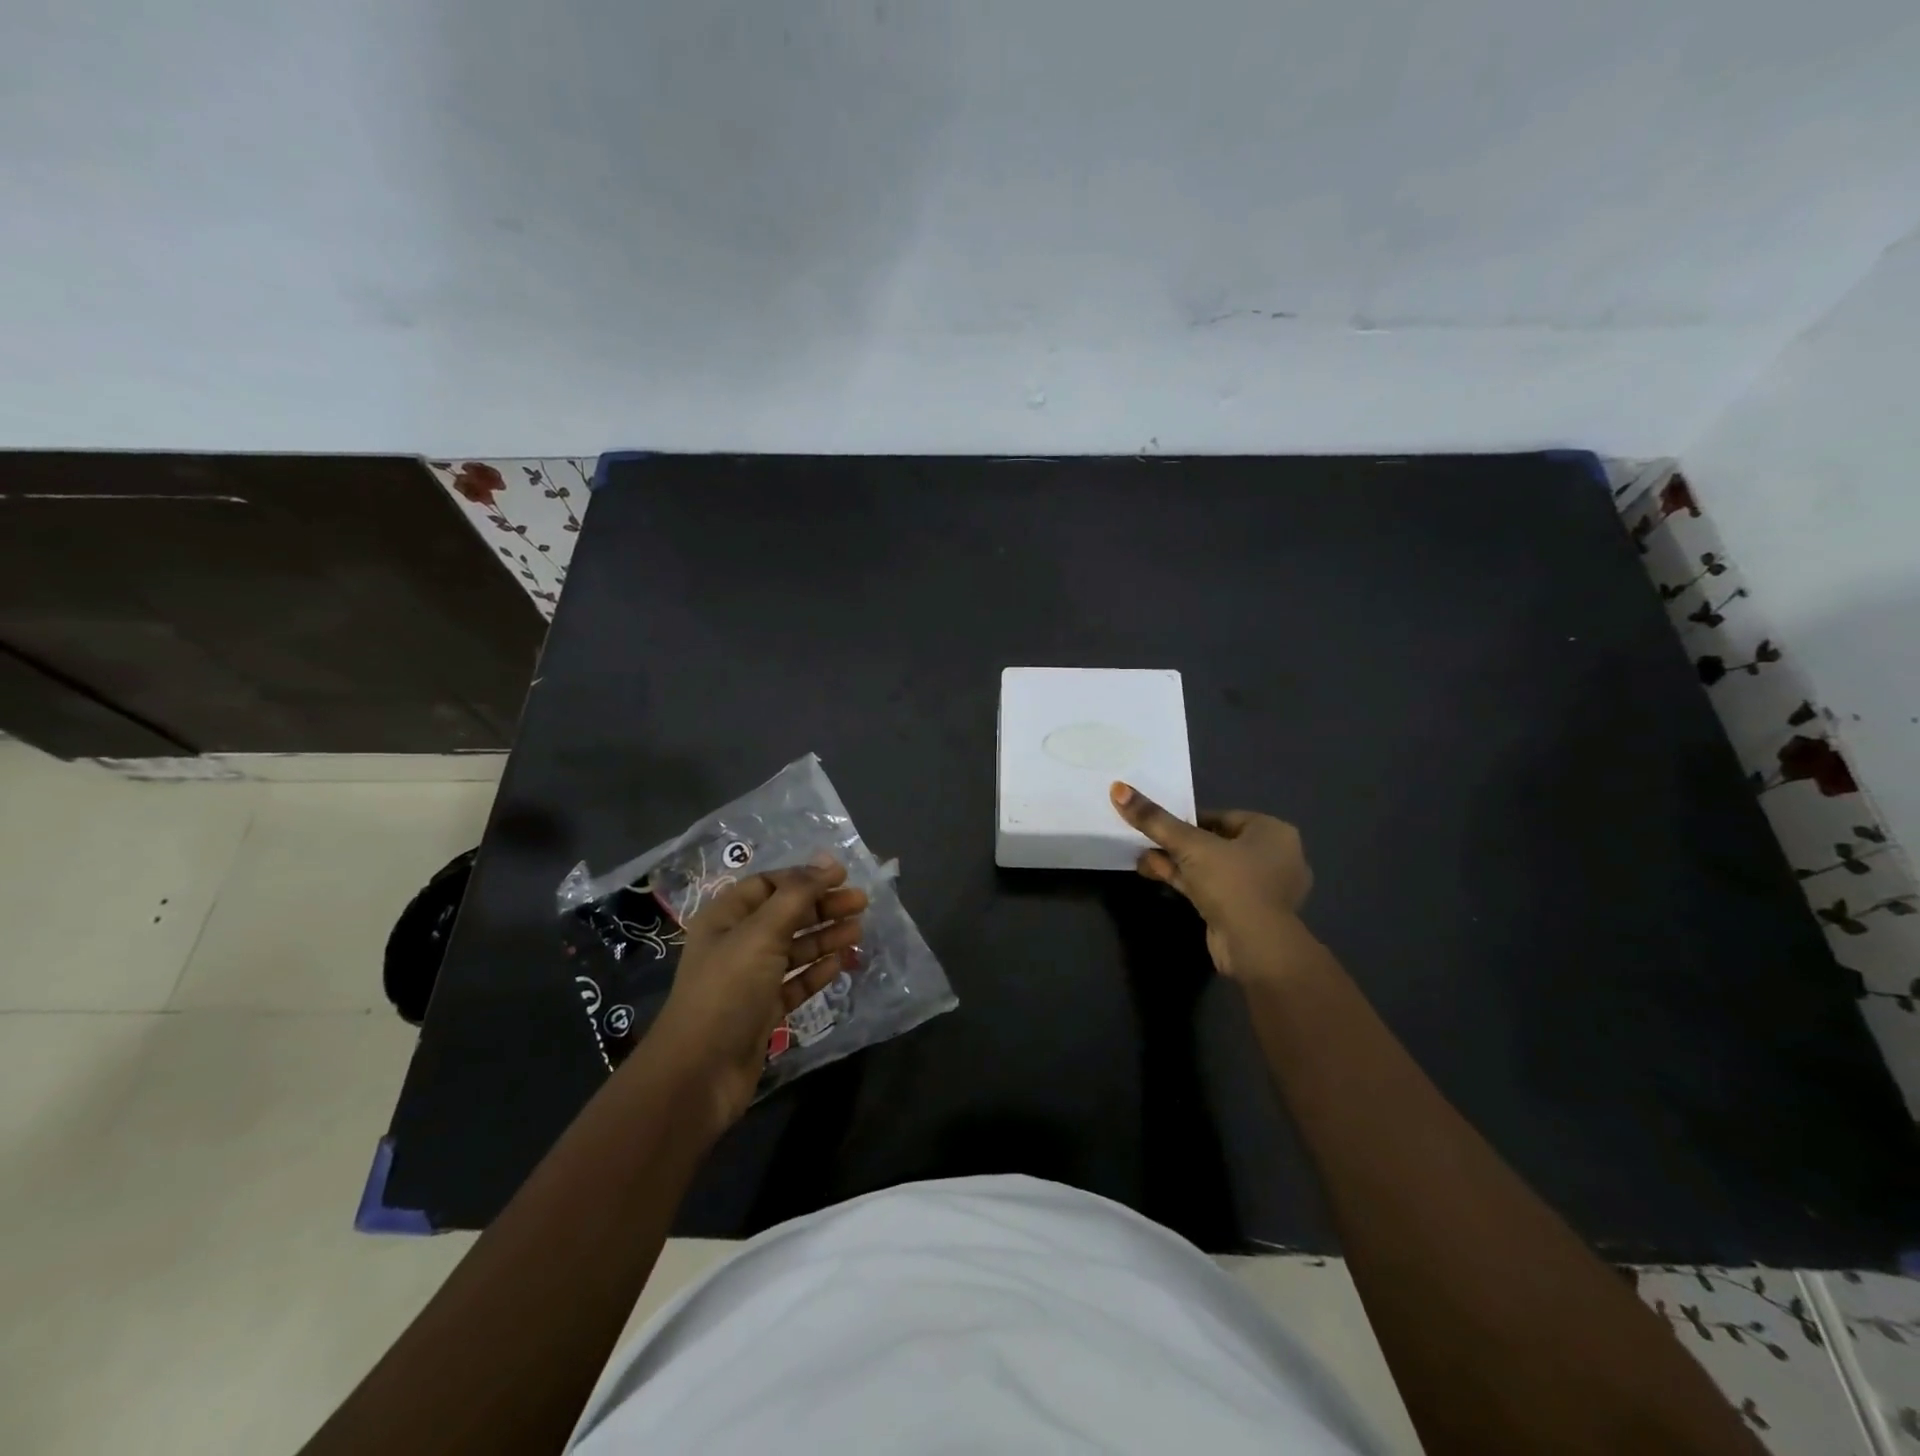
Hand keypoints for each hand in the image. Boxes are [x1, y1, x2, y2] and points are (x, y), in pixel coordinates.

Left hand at [642, 859, 866, 1134]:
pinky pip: (796, 983)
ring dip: (825, 937)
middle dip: (822, 907)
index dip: (804, 878)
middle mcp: (736, 944)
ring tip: (859, 932)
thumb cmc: (727, 990)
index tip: (842, 876)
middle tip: (862, 903)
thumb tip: (828, 861)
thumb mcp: (762, 933)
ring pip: (794, 949)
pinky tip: (841, 963)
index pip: (768, 884)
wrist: (699, 1073)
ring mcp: (750, 979)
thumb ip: (797, 895)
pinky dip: (818, 971)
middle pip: (786, 915)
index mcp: (725, 918)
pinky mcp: (763, 1011)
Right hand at [1110, 782, 1313, 982]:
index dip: (1187, 819)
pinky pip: (1213, 888)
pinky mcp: (1247, 913)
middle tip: (1146, 840)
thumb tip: (1118, 788)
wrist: (1256, 947)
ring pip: (1212, 867)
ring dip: (1177, 863)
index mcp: (1273, 832)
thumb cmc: (1232, 883)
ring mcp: (1262, 888)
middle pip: (1215, 842)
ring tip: (1142, 858)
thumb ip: (1155, 820)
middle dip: (1178, 843)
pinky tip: (1154, 874)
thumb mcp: (1189, 845)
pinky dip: (1187, 881)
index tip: (1159, 823)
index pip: (1222, 816)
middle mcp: (1275, 857)